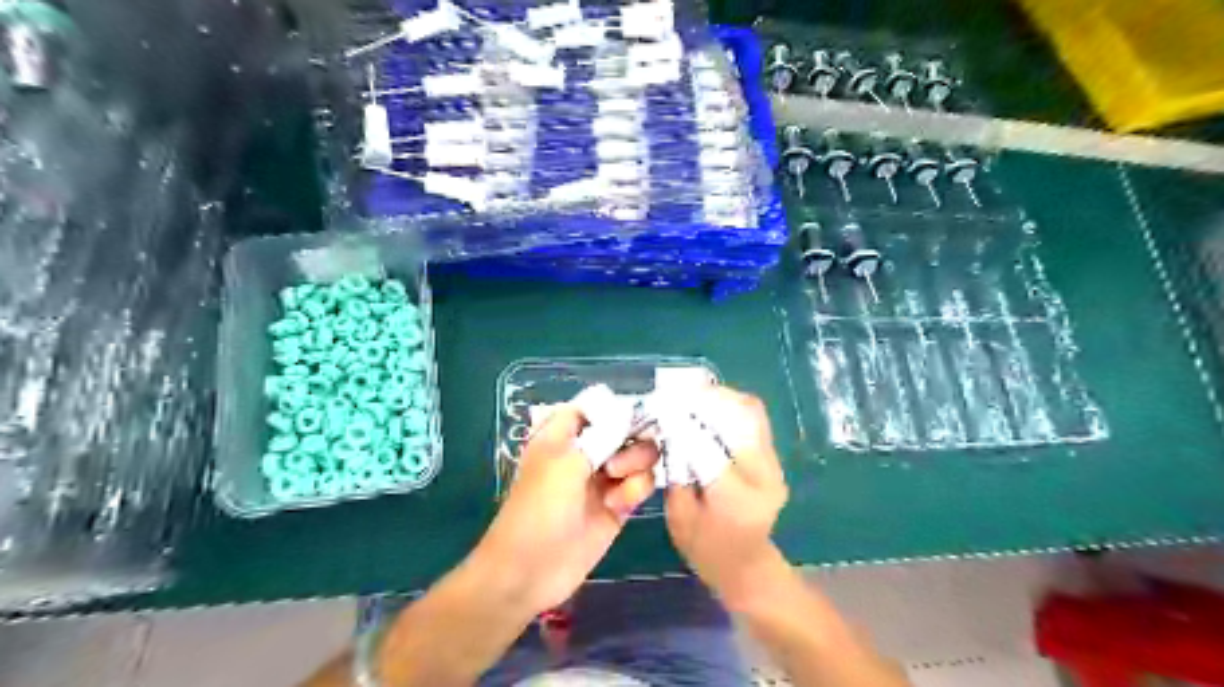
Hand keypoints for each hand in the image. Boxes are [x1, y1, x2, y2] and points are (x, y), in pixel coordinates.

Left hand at [473, 402, 660, 610]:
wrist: (529, 571)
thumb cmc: (538, 509)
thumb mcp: (565, 463)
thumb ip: (602, 435)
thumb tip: (629, 411)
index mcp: (564, 434)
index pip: (595, 406)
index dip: (615, 407)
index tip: (631, 417)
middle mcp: (587, 451)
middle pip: (626, 428)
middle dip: (632, 439)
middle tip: (619, 460)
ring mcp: (604, 478)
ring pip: (639, 456)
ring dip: (636, 466)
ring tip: (616, 486)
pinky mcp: (618, 505)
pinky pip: (640, 484)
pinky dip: (635, 490)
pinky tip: (618, 505)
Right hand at [667, 388, 789, 609]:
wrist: (747, 566)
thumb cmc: (706, 548)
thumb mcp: (679, 515)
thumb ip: (676, 470)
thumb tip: (669, 427)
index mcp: (736, 499)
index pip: (709, 447)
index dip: (684, 422)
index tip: (662, 406)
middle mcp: (763, 476)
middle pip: (741, 419)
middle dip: (708, 399)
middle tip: (679, 392)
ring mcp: (774, 464)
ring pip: (752, 413)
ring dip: (722, 398)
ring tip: (693, 394)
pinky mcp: (773, 458)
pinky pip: (753, 420)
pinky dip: (730, 407)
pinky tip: (709, 407)